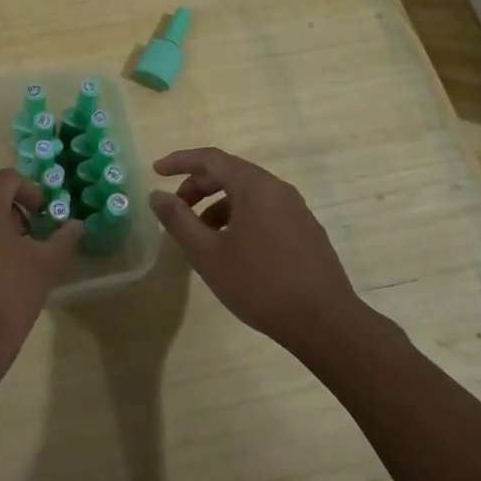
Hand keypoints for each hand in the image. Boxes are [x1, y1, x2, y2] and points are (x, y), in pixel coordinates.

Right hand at [150, 147, 367, 350]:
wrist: (324, 322)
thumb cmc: (259, 284)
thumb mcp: (208, 254)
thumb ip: (178, 220)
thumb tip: (156, 195)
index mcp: (254, 186)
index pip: (211, 159)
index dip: (180, 161)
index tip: (156, 171)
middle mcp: (277, 189)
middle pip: (230, 174)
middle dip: (198, 187)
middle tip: (176, 210)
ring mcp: (296, 209)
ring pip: (248, 195)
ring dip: (218, 206)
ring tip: (201, 237)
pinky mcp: (306, 230)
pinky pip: (265, 211)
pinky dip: (240, 218)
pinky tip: (232, 251)